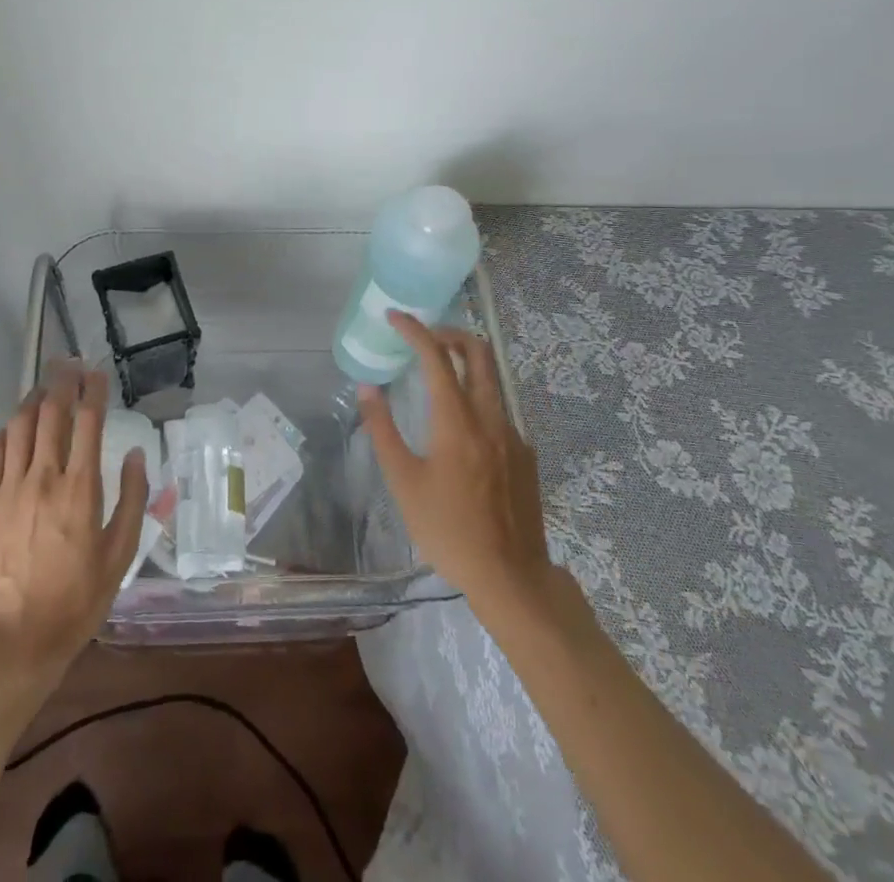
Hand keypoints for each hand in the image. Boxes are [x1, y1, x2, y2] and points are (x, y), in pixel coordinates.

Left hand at [0, 362, 147, 678]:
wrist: (15, 640)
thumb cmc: (77, 600)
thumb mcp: (120, 555)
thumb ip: (131, 499)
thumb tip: (135, 454)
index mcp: (81, 489)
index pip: (89, 421)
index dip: (94, 390)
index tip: (97, 372)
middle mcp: (44, 477)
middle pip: (52, 412)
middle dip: (62, 380)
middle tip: (69, 363)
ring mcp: (9, 488)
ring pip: (20, 425)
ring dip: (34, 399)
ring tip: (43, 387)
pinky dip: (7, 432)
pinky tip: (14, 429)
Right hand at [359, 311, 553, 618]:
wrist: (510, 576)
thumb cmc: (447, 529)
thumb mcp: (403, 481)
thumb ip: (382, 429)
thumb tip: (367, 388)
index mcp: (457, 421)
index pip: (436, 357)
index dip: (415, 330)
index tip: (395, 317)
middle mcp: (490, 417)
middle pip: (479, 352)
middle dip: (451, 333)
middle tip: (424, 336)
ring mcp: (514, 434)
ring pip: (492, 379)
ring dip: (465, 363)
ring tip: (437, 374)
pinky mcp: (526, 454)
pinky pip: (499, 410)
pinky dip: (477, 399)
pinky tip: (460, 429)